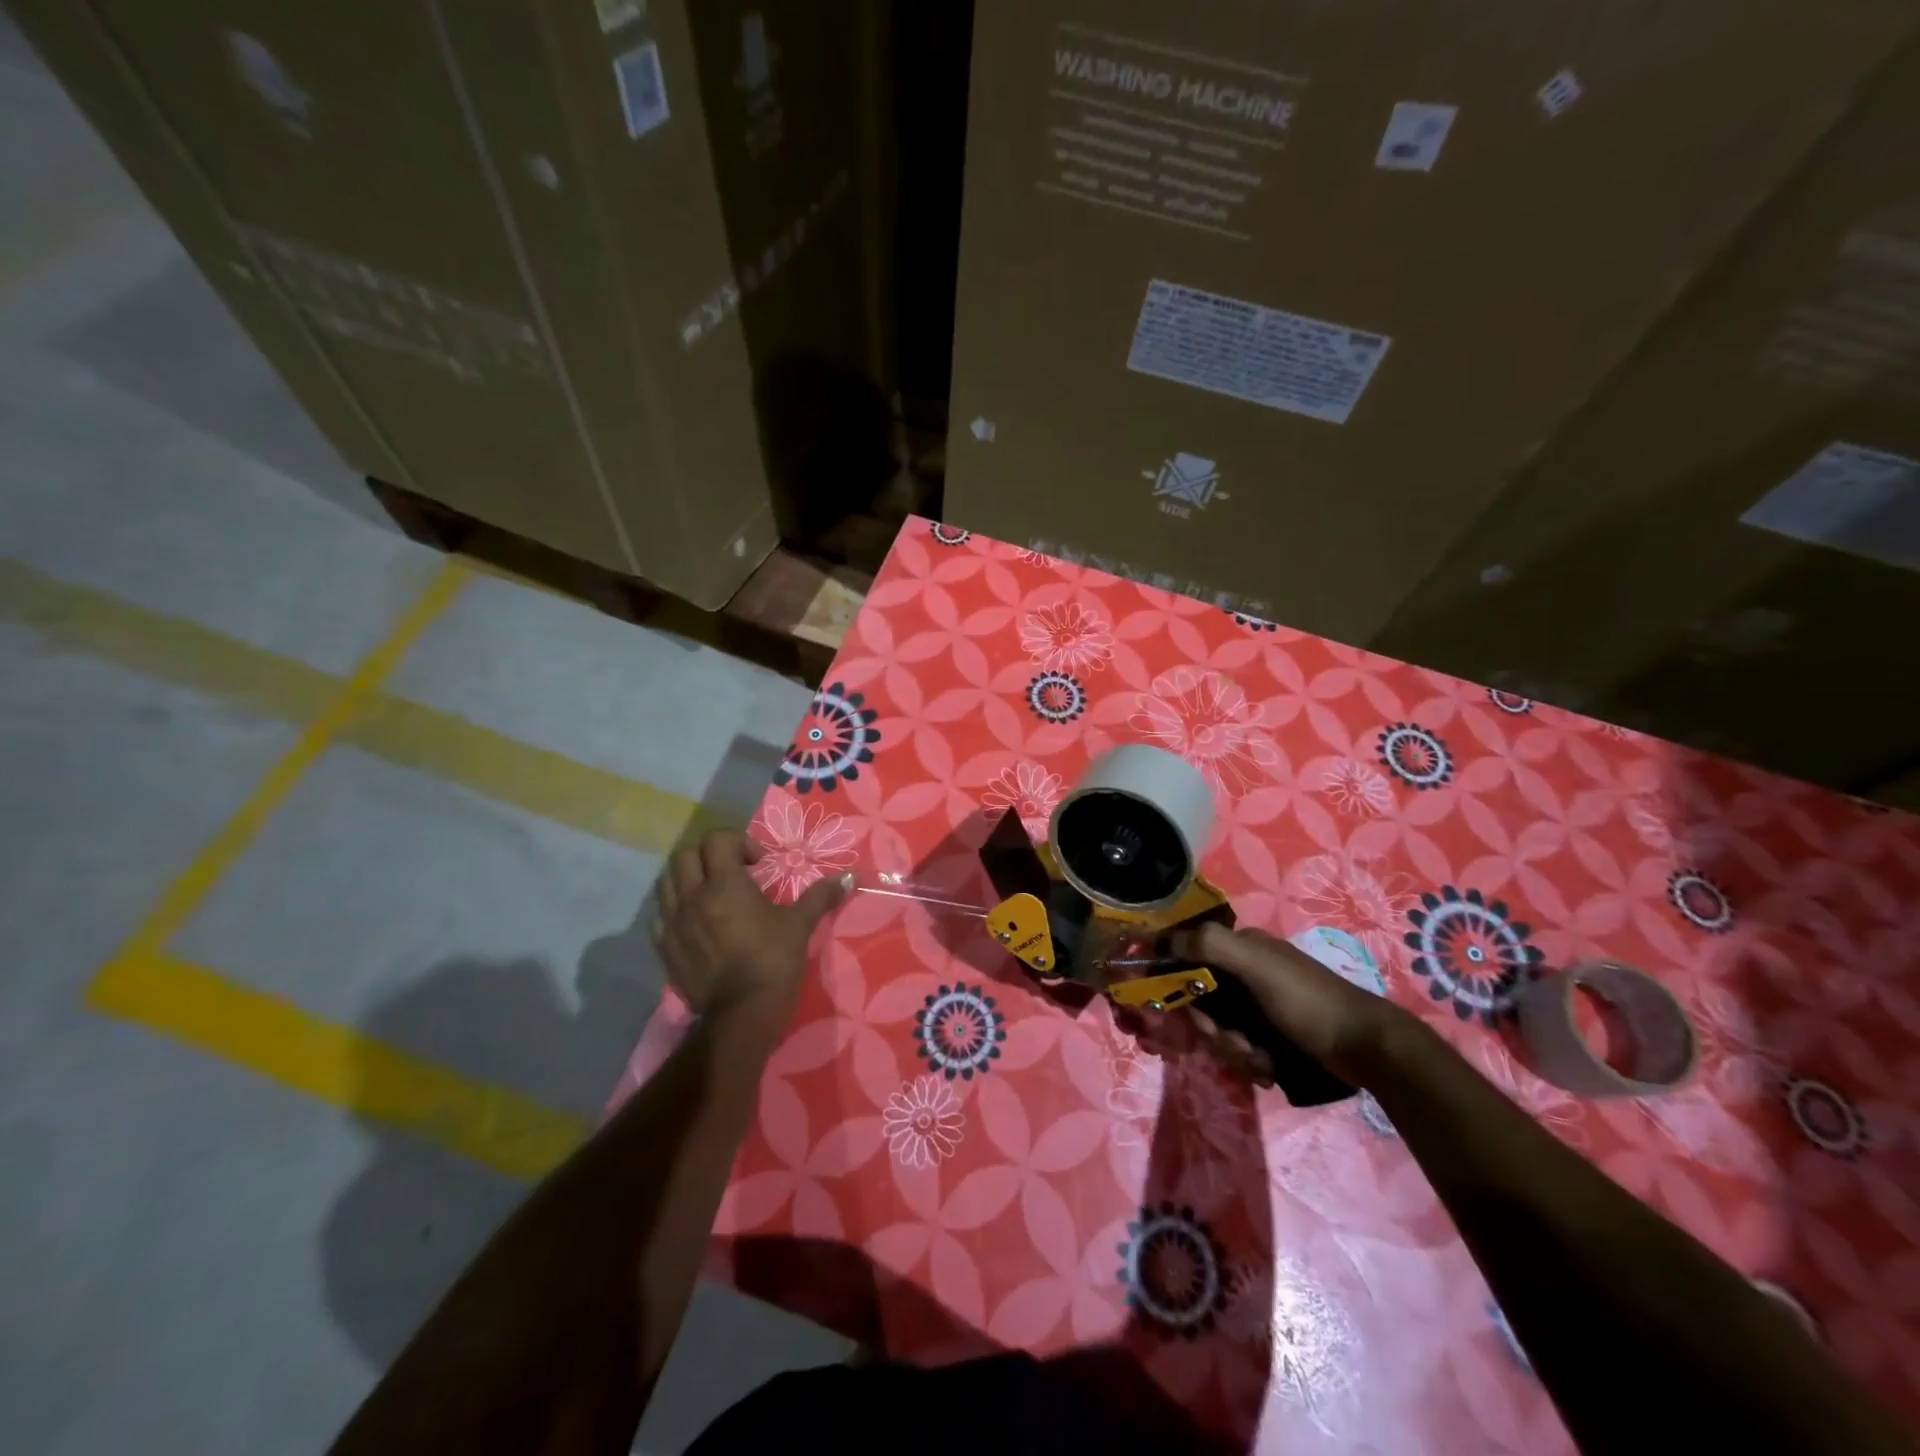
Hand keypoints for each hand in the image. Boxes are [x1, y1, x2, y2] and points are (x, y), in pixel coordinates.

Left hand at [653, 831, 849, 1019]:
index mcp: (725, 884)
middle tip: (732, 873)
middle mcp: (693, 897)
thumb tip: (848, 877)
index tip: (758, 864)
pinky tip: (696, 922)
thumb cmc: (773, 961)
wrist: (741, 1014)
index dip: (739, 842)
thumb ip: (820, 896)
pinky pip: (661, 915)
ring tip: (711, 895)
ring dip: (688, 879)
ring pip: (667, 883)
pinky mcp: (664, 947)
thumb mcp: (800, 924)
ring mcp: (673, 923)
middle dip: (709, 856)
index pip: (717, 840)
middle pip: (686, 855)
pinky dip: (676, 910)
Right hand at [1176, 923, 1410, 1086]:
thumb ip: (1211, 945)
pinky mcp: (1270, 1035)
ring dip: (1232, 1048)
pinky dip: (1249, 1060)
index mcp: (1242, 947)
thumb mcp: (1258, 966)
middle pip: (1201, 999)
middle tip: (1232, 1041)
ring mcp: (1259, 1005)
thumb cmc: (1308, 1001)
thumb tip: (1160, 939)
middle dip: (1211, 1026)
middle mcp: (1246, 972)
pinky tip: (1268, 1068)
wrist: (1366, 1049)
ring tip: (1258, 1059)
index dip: (1176, 981)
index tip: (1180, 1008)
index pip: (1189, 955)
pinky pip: (1239, 1046)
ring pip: (1219, 1027)